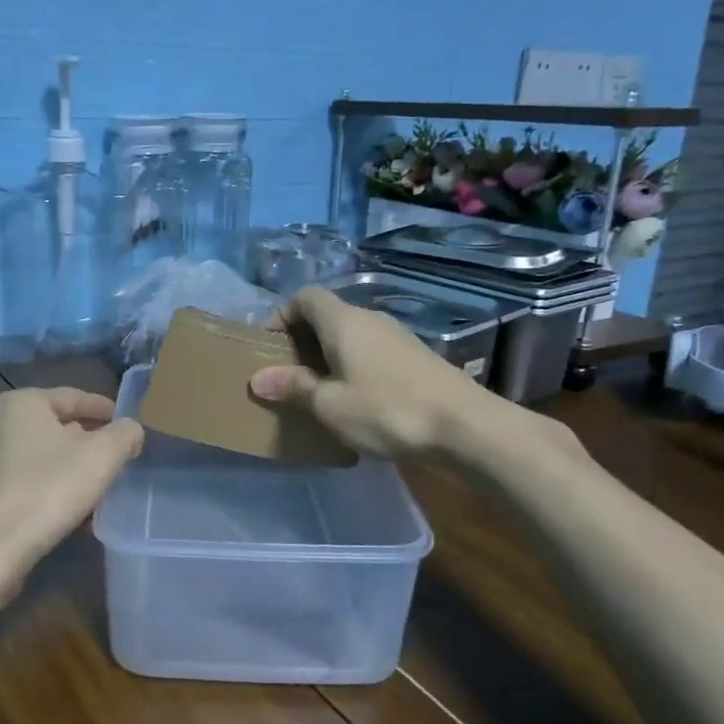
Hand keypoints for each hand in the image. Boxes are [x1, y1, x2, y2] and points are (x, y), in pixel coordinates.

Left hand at [0, 387, 143, 576]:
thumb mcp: (102, 455)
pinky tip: (79, 512)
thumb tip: (130, 430)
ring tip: (104, 489)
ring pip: (47, 457)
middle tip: (120, 459)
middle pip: (59, 427)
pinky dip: (56, 489)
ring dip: (76, 470)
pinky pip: (33, 481)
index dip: (107, 411)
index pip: (75, 397)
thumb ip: (125, 434)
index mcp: (22, 403)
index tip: (129, 427)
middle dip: (91, 443)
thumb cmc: (49, 489)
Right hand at [248, 286, 581, 472]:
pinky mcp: (416, 357)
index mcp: (344, 322)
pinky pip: (372, 352)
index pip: (305, 297)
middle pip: (328, 316)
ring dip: (329, 356)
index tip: (269, 347)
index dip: (282, 315)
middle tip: (288, 375)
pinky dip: (354, 367)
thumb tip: (258, 378)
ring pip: (351, 336)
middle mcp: (371, 319)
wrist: (465, 426)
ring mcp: (398, 337)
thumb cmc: (386, 411)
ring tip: (320, 392)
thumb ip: (293, 387)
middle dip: (303, 340)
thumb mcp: (330, 405)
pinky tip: (357, 401)